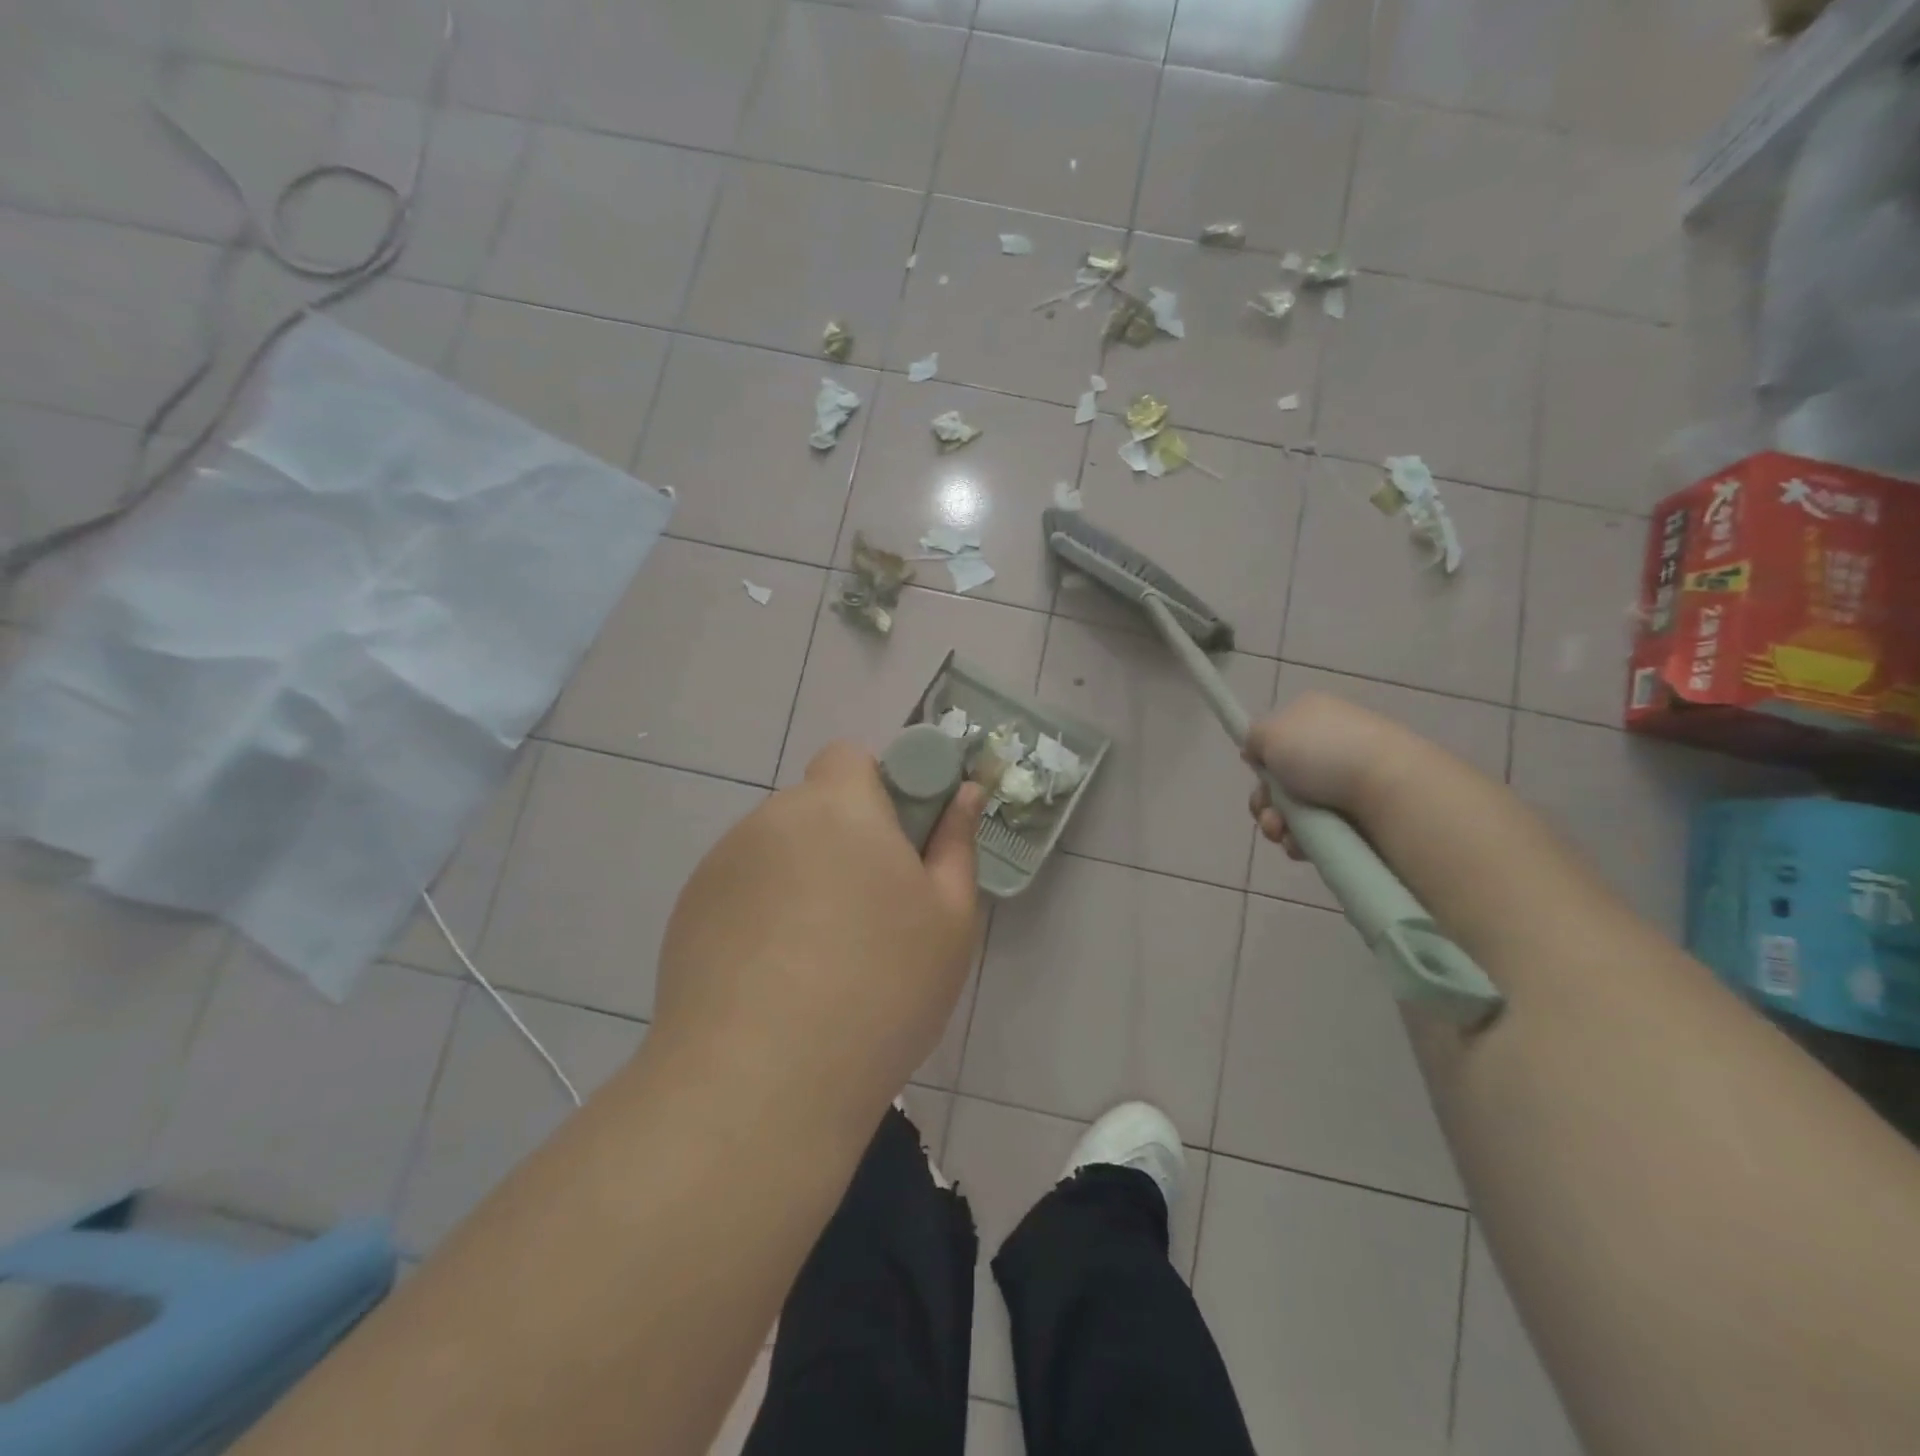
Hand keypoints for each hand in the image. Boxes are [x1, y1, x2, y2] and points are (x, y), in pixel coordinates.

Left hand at [652, 741, 985, 1118]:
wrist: (760, 1084)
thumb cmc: (880, 989)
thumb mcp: (948, 920)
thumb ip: (955, 843)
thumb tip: (964, 793)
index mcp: (838, 807)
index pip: (850, 758)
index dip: (879, 789)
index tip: (898, 847)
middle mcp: (772, 819)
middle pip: (815, 807)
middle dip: (844, 840)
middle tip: (870, 913)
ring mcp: (721, 865)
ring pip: (778, 850)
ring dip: (802, 878)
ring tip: (819, 959)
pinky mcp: (688, 911)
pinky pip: (741, 890)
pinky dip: (762, 913)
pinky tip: (774, 979)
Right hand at [1243, 691, 1420, 856]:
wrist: (1391, 790)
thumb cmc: (1324, 753)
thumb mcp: (1270, 732)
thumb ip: (1253, 738)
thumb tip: (1256, 752)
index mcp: (1313, 715)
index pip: (1276, 738)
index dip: (1261, 760)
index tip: (1257, 773)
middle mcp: (1331, 745)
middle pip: (1281, 779)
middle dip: (1265, 801)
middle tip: (1268, 813)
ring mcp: (1348, 781)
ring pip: (1295, 810)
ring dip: (1278, 824)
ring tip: (1283, 833)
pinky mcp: (1361, 815)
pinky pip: (1318, 832)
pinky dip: (1303, 841)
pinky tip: (1302, 845)